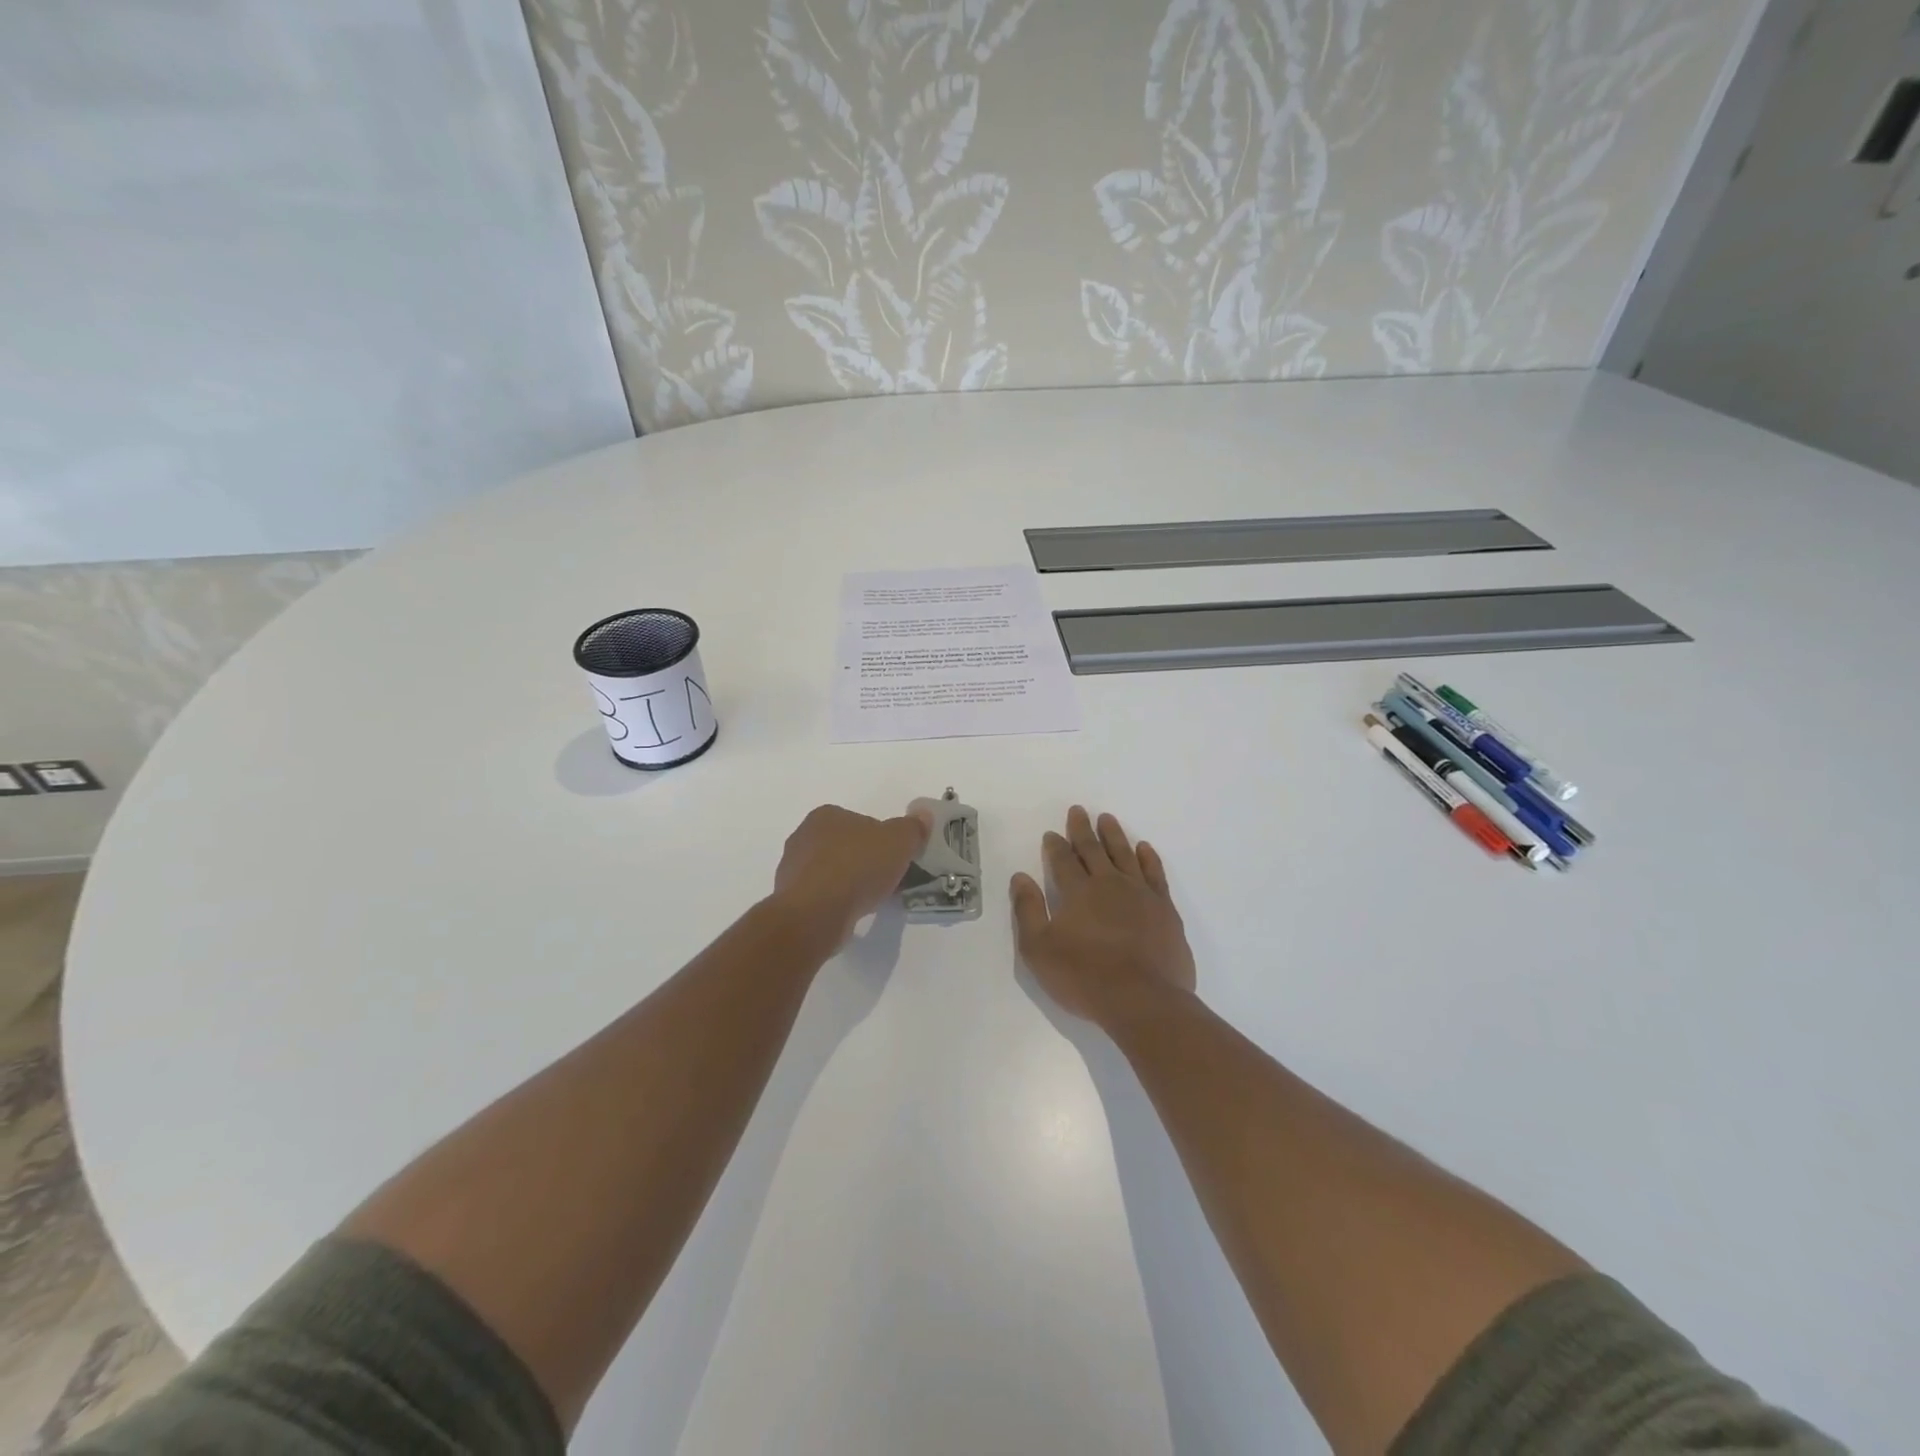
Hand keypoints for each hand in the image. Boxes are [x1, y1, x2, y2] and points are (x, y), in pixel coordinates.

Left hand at [771, 803, 932, 948]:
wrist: (816, 914)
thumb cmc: (857, 867)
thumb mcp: (899, 841)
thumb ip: (913, 827)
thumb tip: (923, 815)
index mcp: (827, 815)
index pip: (862, 822)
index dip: (883, 840)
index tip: (896, 859)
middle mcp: (804, 836)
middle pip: (846, 846)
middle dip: (866, 861)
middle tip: (888, 880)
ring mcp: (793, 869)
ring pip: (833, 872)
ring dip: (851, 883)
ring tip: (871, 900)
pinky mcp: (791, 899)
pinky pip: (822, 896)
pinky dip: (837, 902)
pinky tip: (851, 913)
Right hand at [1011, 806, 1196, 1029]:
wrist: (1143, 1001)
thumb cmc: (1084, 977)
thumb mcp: (1039, 949)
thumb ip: (1028, 910)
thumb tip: (1020, 877)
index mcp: (1077, 892)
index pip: (1063, 860)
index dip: (1056, 846)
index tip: (1052, 833)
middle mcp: (1109, 884)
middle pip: (1093, 849)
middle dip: (1082, 829)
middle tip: (1078, 810)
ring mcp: (1141, 894)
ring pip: (1125, 854)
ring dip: (1114, 835)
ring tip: (1107, 819)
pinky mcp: (1165, 910)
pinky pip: (1155, 874)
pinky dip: (1149, 858)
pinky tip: (1145, 848)